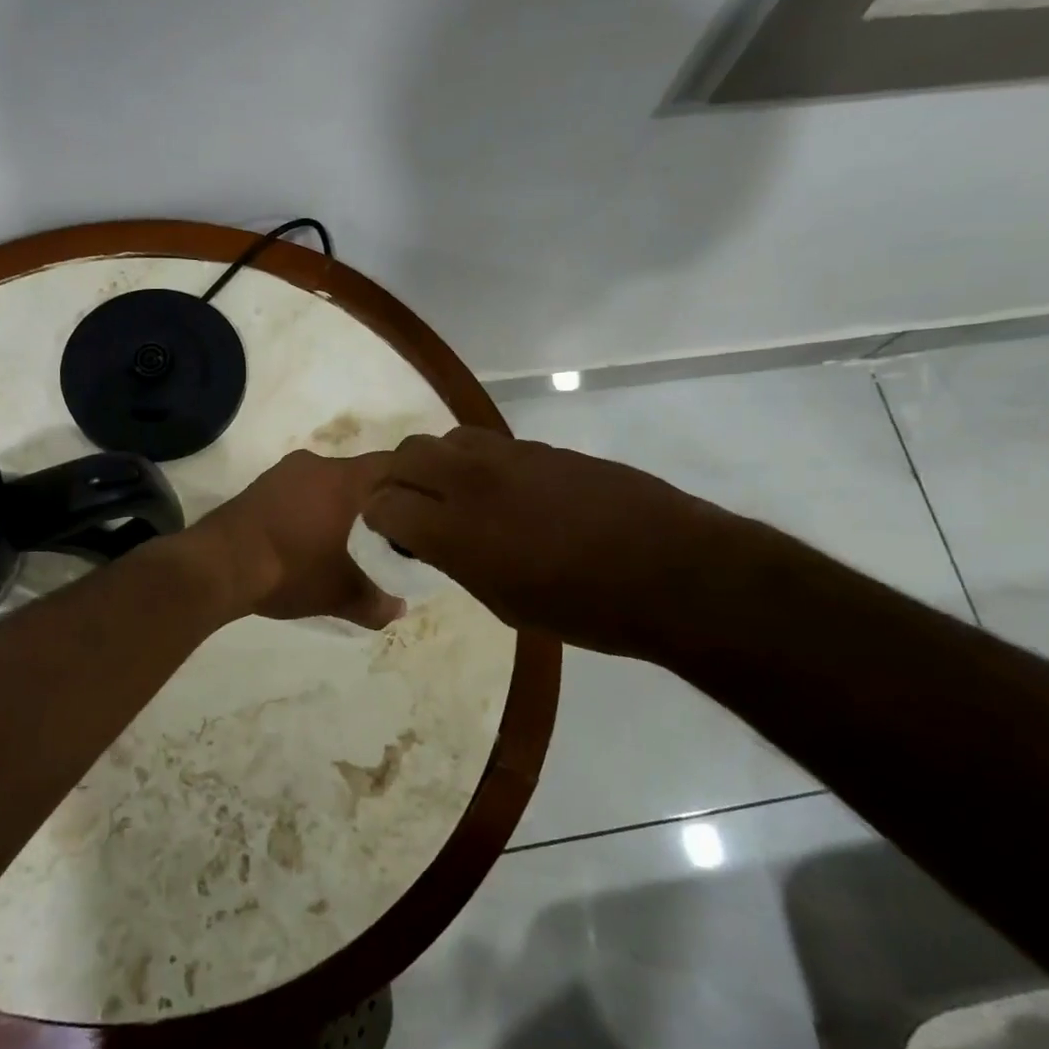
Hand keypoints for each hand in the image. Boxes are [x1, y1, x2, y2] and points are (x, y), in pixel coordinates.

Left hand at [190, 451, 405, 628]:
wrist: (218, 566)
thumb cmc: (290, 569)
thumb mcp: (339, 593)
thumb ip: (375, 601)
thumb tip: (399, 610)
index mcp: (343, 480)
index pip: (391, 465)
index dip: (412, 481)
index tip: (422, 503)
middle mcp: (316, 465)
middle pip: (358, 474)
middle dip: (373, 498)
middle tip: (386, 528)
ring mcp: (282, 473)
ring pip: (325, 481)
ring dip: (337, 503)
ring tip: (346, 535)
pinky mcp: (258, 486)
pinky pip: (297, 490)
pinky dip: (309, 507)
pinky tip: (307, 536)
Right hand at [361, 426, 749, 657]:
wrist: (670, 570)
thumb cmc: (584, 609)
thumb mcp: (504, 602)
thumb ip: (458, 561)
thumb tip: (435, 541)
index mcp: (456, 531)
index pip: (384, 504)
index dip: (377, 520)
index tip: (387, 535)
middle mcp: (473, 481)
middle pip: (406, 455)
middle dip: (396, 481)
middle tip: (410, 509)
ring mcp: (511, 456)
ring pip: (447, 439)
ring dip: (437, 464)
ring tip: (455, 495)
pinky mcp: (544, 447)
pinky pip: (490, 444)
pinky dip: (477, 464)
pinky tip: (504, 492)